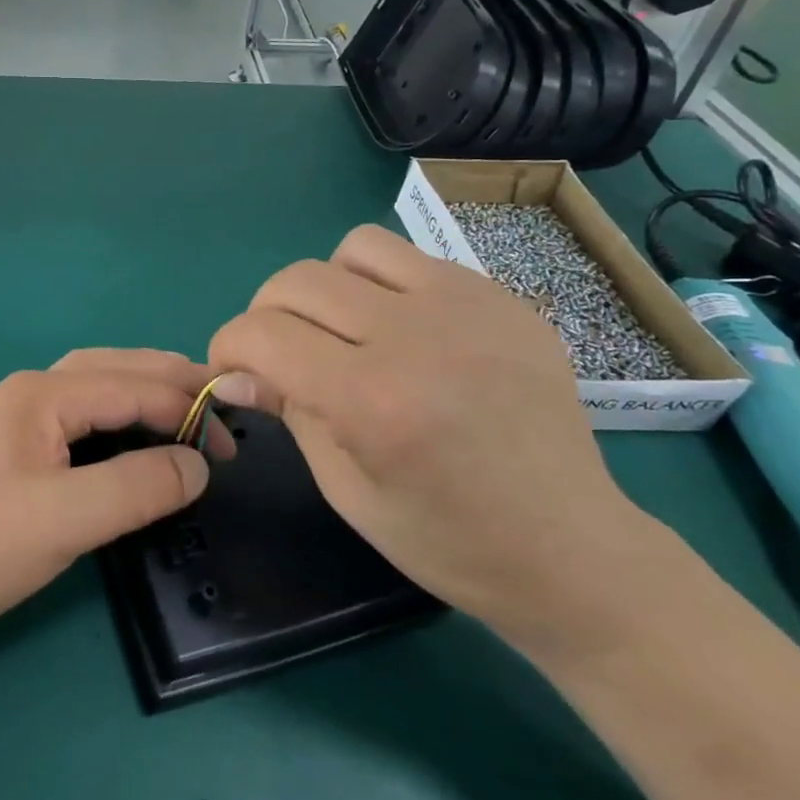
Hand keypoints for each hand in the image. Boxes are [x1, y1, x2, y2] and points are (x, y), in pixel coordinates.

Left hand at [0, 349, 227, 654]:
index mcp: (43, 393)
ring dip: (146, 392)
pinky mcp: (19, 447)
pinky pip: (85, 415)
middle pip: (116, 368)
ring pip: (99, 386)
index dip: (186, 409)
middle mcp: (34, 391)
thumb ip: (137, 487)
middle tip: (222, 404)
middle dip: (171, 381)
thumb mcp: (65, 519)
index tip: (234, 445)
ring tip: (190, 410)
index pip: (132, 385)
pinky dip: (122, 416)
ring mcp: (22, 416)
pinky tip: (137, 435)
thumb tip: (199, 465)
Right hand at [209, 225, 659, 653]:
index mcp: (372, 400)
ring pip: (354, 248)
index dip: (227, 348)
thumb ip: (288, 410)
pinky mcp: (502, 298)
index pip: (261, 333)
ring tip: (343, 331)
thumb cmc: (447, 541)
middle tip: (278, 356)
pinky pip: (412, 260)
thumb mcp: (345, 488)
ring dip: (326, 287)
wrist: (573, 550)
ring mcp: (468, 306)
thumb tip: (235, 370)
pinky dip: (383, 287)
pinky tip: (403, 333)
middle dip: (265, 316)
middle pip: (296, 281)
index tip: (231, 372)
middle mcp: (417, 336)